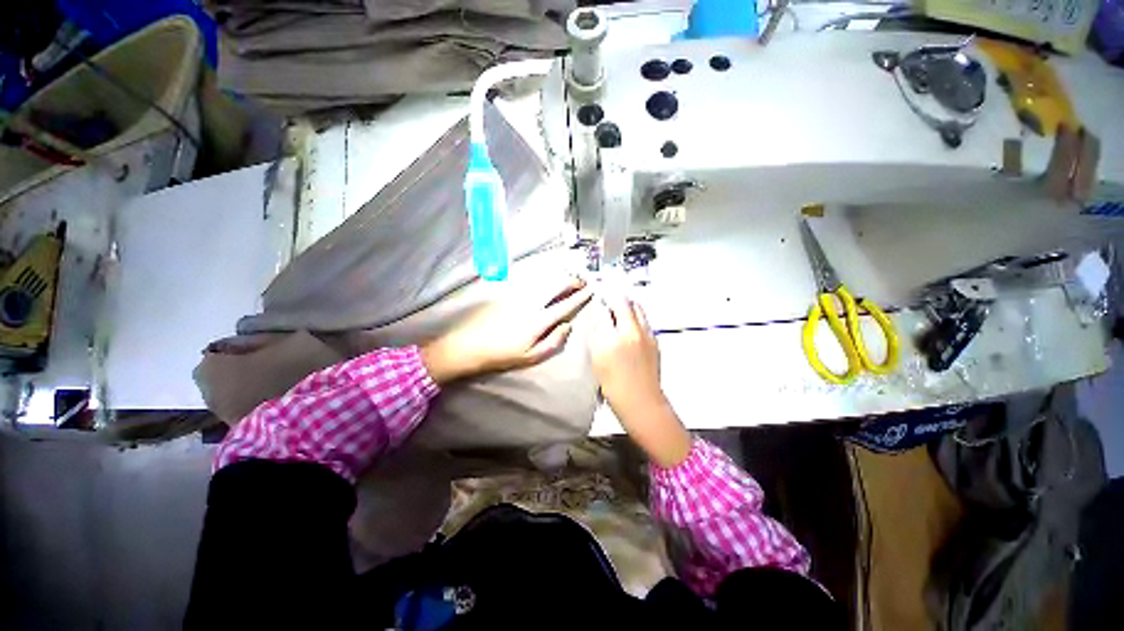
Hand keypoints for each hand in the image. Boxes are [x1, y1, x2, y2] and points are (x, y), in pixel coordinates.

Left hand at [421, 278, 592, 383]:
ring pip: (544, 280)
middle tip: (581, 282)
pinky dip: (544, 279)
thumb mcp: (531, 356)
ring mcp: (518, 296)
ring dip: (559, 277)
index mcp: (539, 320)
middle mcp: (531, 303)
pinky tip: (547, 280)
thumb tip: (568, 325)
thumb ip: (553, 341)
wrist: (470, 345)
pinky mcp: (508, 293)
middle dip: (571, 281)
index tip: (591, 290)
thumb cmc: (503, 355)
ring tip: (568, 278)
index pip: (565, 305)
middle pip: (556, 286)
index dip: (580, 297)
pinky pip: (531, 282)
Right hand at [589, 295, 690, 467]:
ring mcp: (645, 334)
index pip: (602, 310)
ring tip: (619, 307)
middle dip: (613, 296)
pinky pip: (644, 319)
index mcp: (610, 340)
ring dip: (626, 303)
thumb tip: (597, 318)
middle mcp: (629, 332)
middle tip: (607, 298)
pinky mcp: (654, 339)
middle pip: (622, 301)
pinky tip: (630, 323)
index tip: (596, 300)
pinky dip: (635, 315)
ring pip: (636, 307)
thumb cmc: (612, 384)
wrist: (641, 400)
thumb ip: (596, 335)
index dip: (598, 302)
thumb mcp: (596, 359)